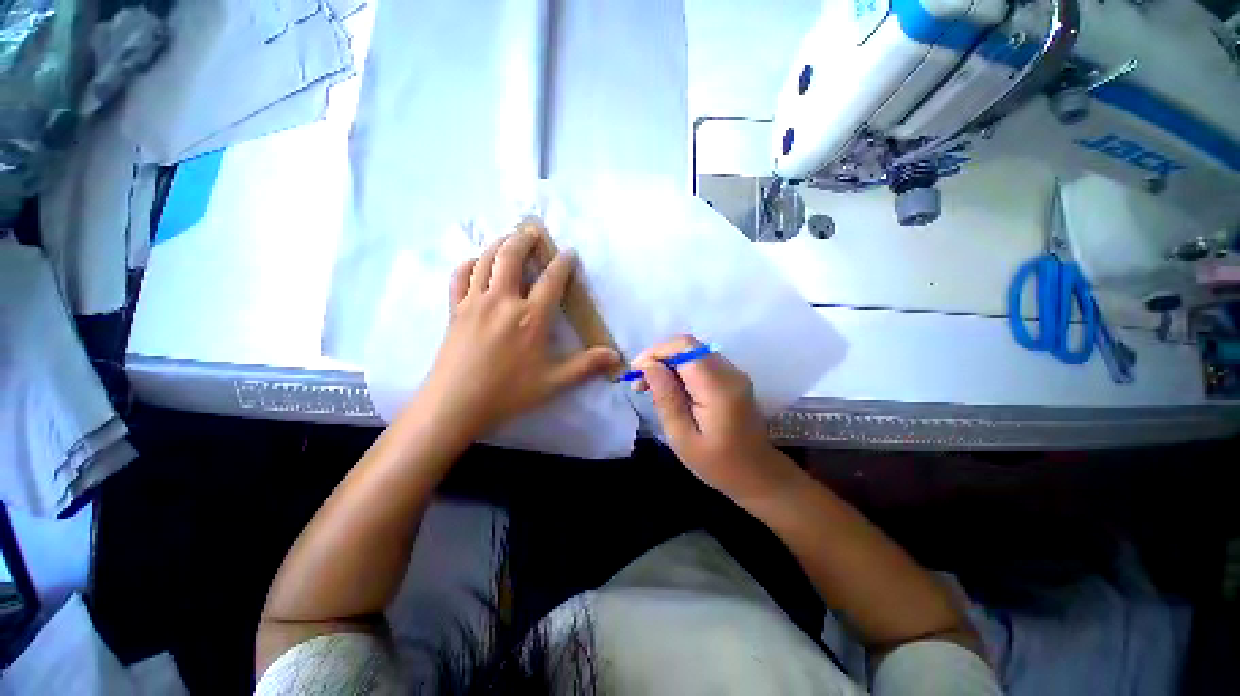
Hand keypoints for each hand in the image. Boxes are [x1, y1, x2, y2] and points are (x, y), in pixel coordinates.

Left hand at [416, 231, 620, 435]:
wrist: (455, 404)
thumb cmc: (508, 393)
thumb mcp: (553, 382)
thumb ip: (585, 366)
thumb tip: (616, 356)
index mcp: (530, 318)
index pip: (551, 280)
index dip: (563, 263)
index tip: (570, 253)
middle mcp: (503, 301)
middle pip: (511, 256)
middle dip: (524, 238)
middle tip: (534, 230)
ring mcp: (475, 302)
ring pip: (485, 260)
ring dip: (499, 243)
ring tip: (509, 238)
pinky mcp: (455, 310)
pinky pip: (459, 276)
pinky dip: (469, 263)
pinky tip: (476, 262)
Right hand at [634, 335, 796, 502]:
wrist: (757, 474)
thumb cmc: (717, 464)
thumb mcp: (682, 437)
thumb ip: (666, 398)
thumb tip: (649, 366)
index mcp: (719, 388)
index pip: (684, 348)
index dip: (656, 352)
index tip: (635, 371)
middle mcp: (730, 372)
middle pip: (688, 346)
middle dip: (659, 357)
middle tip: (639, 382)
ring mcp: (734, 373)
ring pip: (693, 352)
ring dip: (668, 363)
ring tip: (650, 388)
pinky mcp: (732, 378)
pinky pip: (701, 362)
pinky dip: (680, 369)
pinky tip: (670, 389)